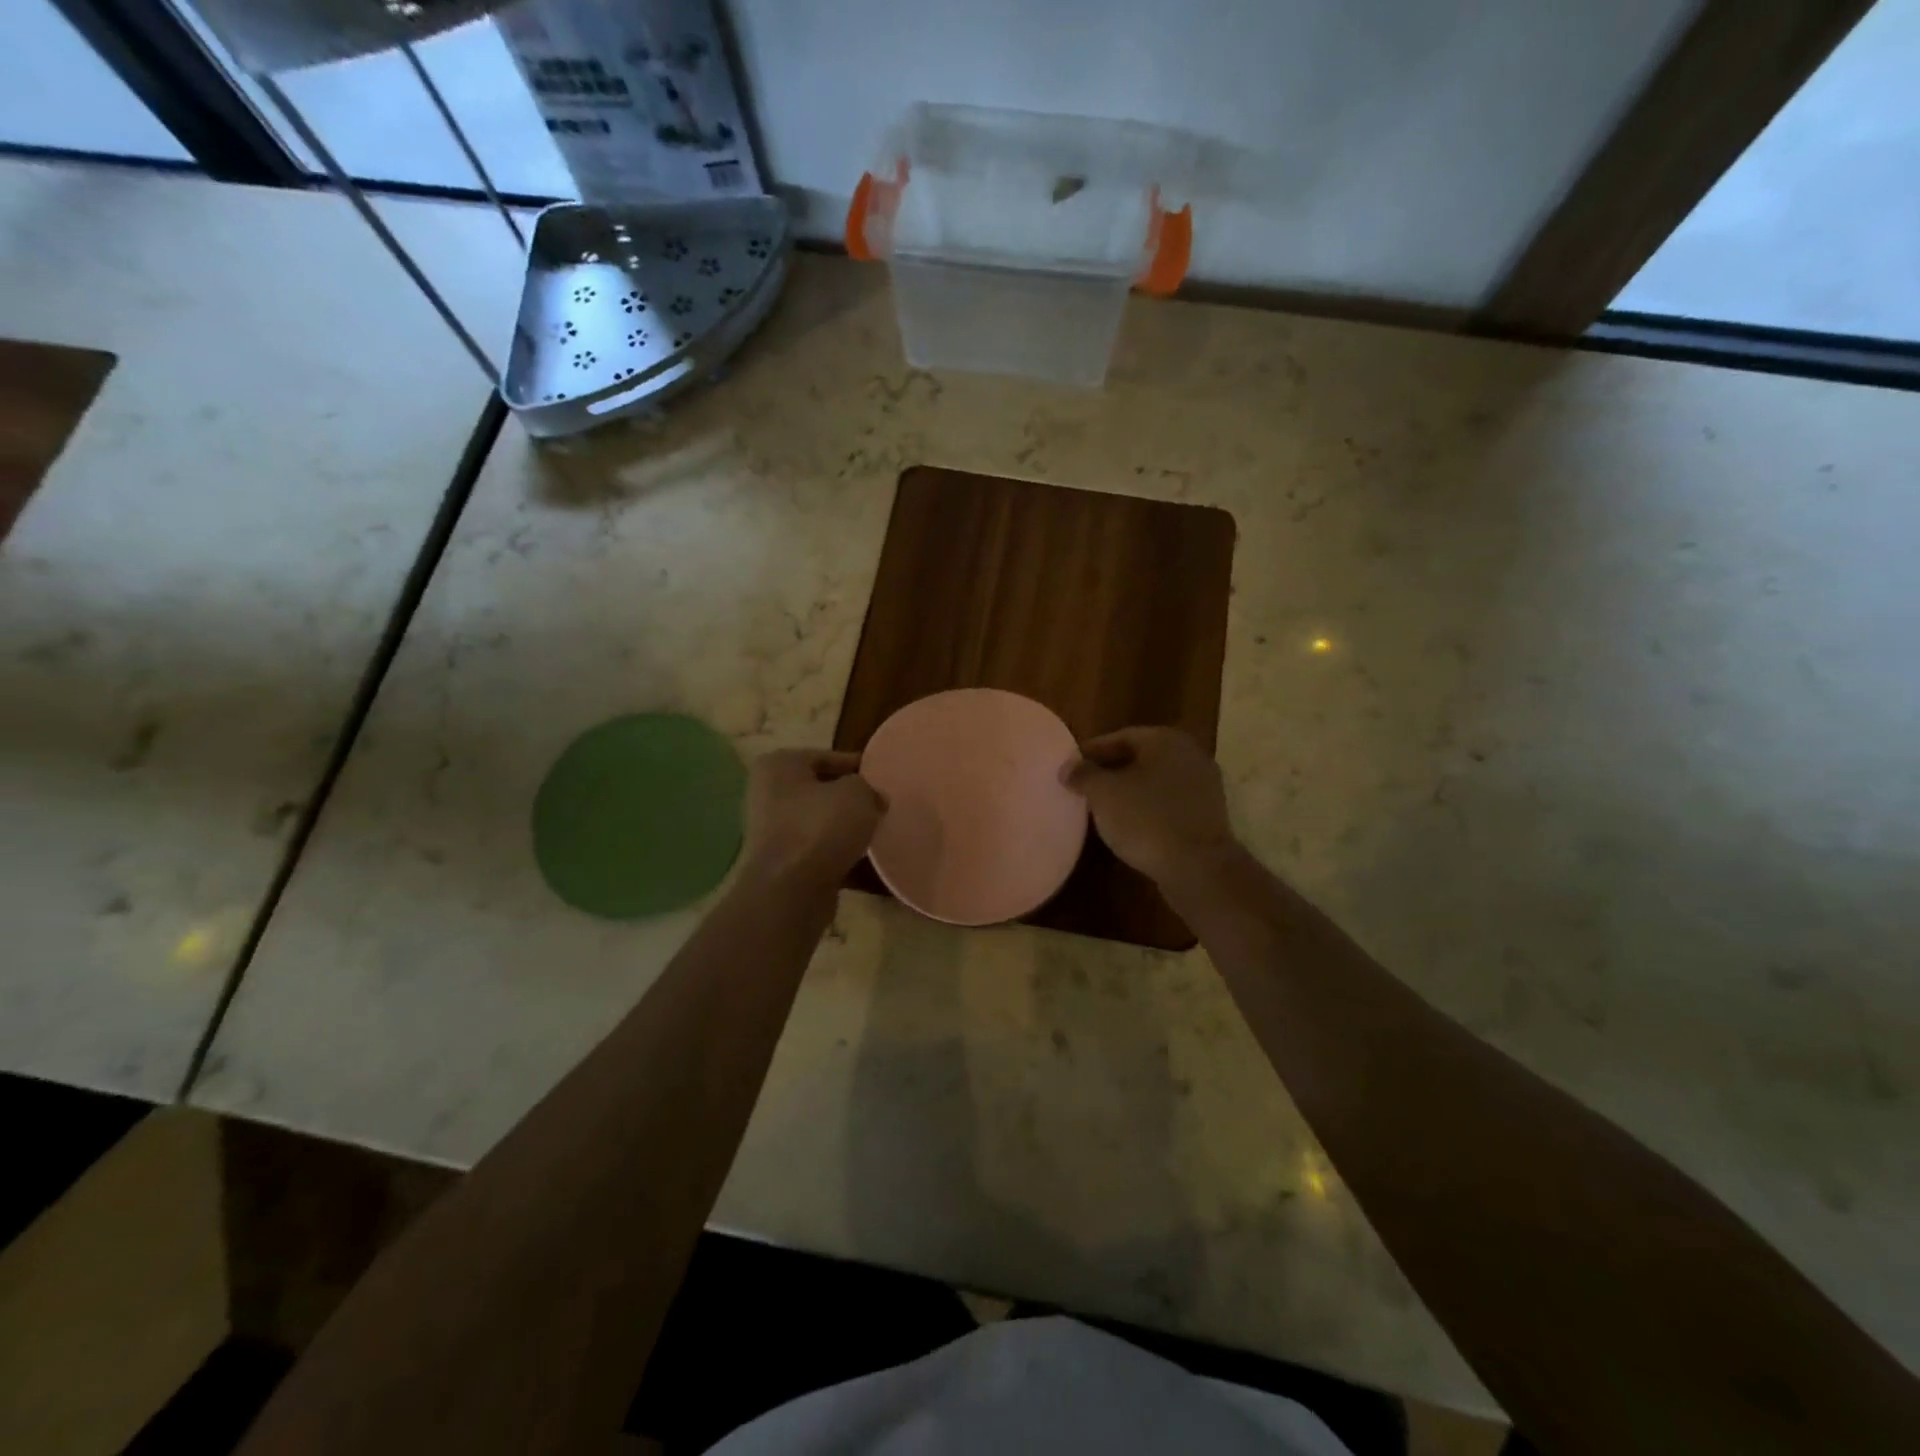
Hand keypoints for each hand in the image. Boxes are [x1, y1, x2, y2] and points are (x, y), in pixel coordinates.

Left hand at [741, 749, 886, 891]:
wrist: (790, 891)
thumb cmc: (820, 827)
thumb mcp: (857, 793)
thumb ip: (868, 787)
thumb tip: (873, 798)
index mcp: (779, 766)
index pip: (827, 757)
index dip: (858, 766)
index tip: (883, 778)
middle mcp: (769, 794)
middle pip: (822, 791)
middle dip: (851, 800)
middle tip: (883, 806)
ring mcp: (773, 832)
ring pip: (821, 824)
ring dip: (846, 830)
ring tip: (878, 834)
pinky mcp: (784, 865)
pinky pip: (820, 853)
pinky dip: (841, 857)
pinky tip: (867, 863)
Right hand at [1064, 727, 1237, 888]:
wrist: (1198, 867)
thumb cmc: (1146, 819)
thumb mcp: (1103, 793)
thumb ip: (1083, 774)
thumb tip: (1068, 767)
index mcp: (1165, 740)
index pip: (1121, 737)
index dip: (1092, 751)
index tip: (1071, 767)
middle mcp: (1189, 754)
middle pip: (1140, 758)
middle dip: (1111, 771)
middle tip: (1085, 787)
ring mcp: (1204, 785)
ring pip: (1156, 781)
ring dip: (1130, 791)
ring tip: (1103, 809)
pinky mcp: (1208, 815)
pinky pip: (1169, 803)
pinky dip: (1149, 809)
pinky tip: (1131, 826)